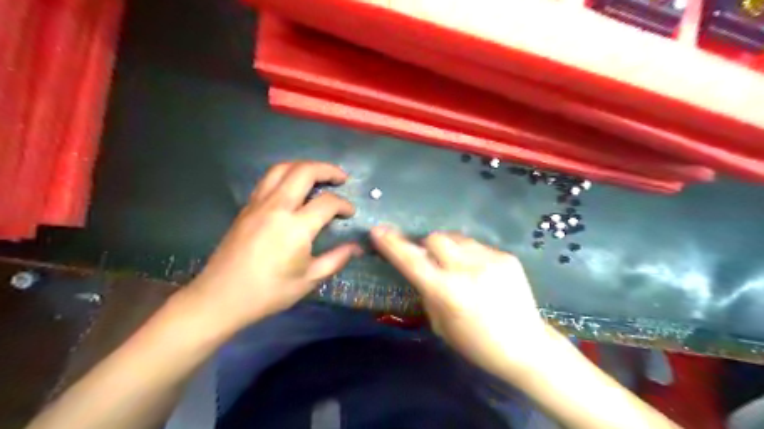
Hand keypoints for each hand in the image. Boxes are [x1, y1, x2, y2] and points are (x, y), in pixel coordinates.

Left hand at [185, 161, 361, 331]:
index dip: (344, 205)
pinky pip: (268, 179)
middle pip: (304, 172)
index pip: (327, 203)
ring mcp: (258, 204)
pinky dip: (286, 174)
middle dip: (328, 170)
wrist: (220, 298)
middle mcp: (277, 207)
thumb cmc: (269, 292)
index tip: (350, 213)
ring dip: (304, 166)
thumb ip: (336, 259)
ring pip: (282, 168)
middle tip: (342, 178)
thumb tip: (357, 247)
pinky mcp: (246, 207)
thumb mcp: (309, 280)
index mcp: (295, 227)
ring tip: (318, 175)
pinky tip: (293, 187)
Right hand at [371, 228, 558, 374]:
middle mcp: (468, 270)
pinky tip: (479, 273)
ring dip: (449, 248)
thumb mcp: (441, 324)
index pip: (412, 261)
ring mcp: (490, 260)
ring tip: (457, 265)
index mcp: (448, 292)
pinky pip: (477, 246)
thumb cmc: (477, 344)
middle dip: (426, 246)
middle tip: (430, 260)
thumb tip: (421, 269)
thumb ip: (428, 291)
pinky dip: (469, 255)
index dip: (393, 245)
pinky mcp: (506, 256)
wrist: (526, 346)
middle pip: (435, 238)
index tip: (378, 231)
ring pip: (457, 237)